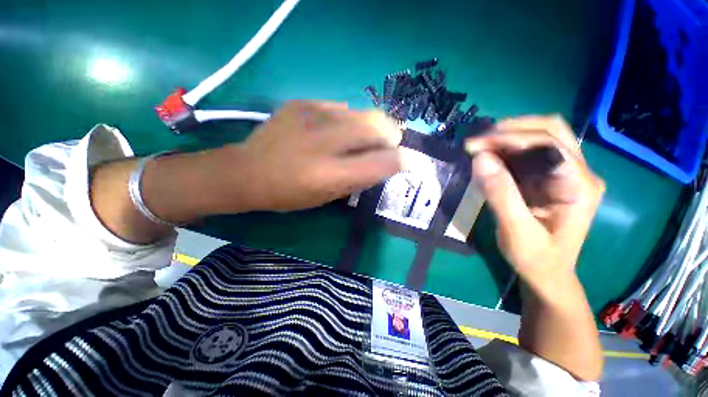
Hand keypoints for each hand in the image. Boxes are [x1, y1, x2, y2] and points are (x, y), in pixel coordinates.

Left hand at [234, 100, 402, 211]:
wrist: (246, 171)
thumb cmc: (288, 194)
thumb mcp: (327, 197)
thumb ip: (359, 180)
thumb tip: (386, 163)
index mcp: (328, 174)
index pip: (380, 162)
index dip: (400, 161)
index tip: (405, 162)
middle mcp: (323, 142)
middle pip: (377, 126)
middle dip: (391, 136)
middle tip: (387, 146)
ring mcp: (311, 116)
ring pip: (363, 113)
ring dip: (371, 127)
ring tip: (360, 139)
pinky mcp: (302, 103)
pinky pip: (342, 108)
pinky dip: (348, 121)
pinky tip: (335, 131)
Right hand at [465, 116, 604, 289]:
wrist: (546, 273)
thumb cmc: (536, 258)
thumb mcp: (516, 231)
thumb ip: (500, 194)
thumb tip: (480, 158)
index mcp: (579, 186)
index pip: (549, 144)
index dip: (511, 138)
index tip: (476, 145)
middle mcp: (577, 172)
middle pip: (550, 130)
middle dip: (510, 130)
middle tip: (477, 142)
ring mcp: (564, 172)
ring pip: (538, 137)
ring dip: (506, 137)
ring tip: (477, 147)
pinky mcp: (548, 177)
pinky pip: (528, 153)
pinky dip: (505, 149)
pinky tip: (487, 156)